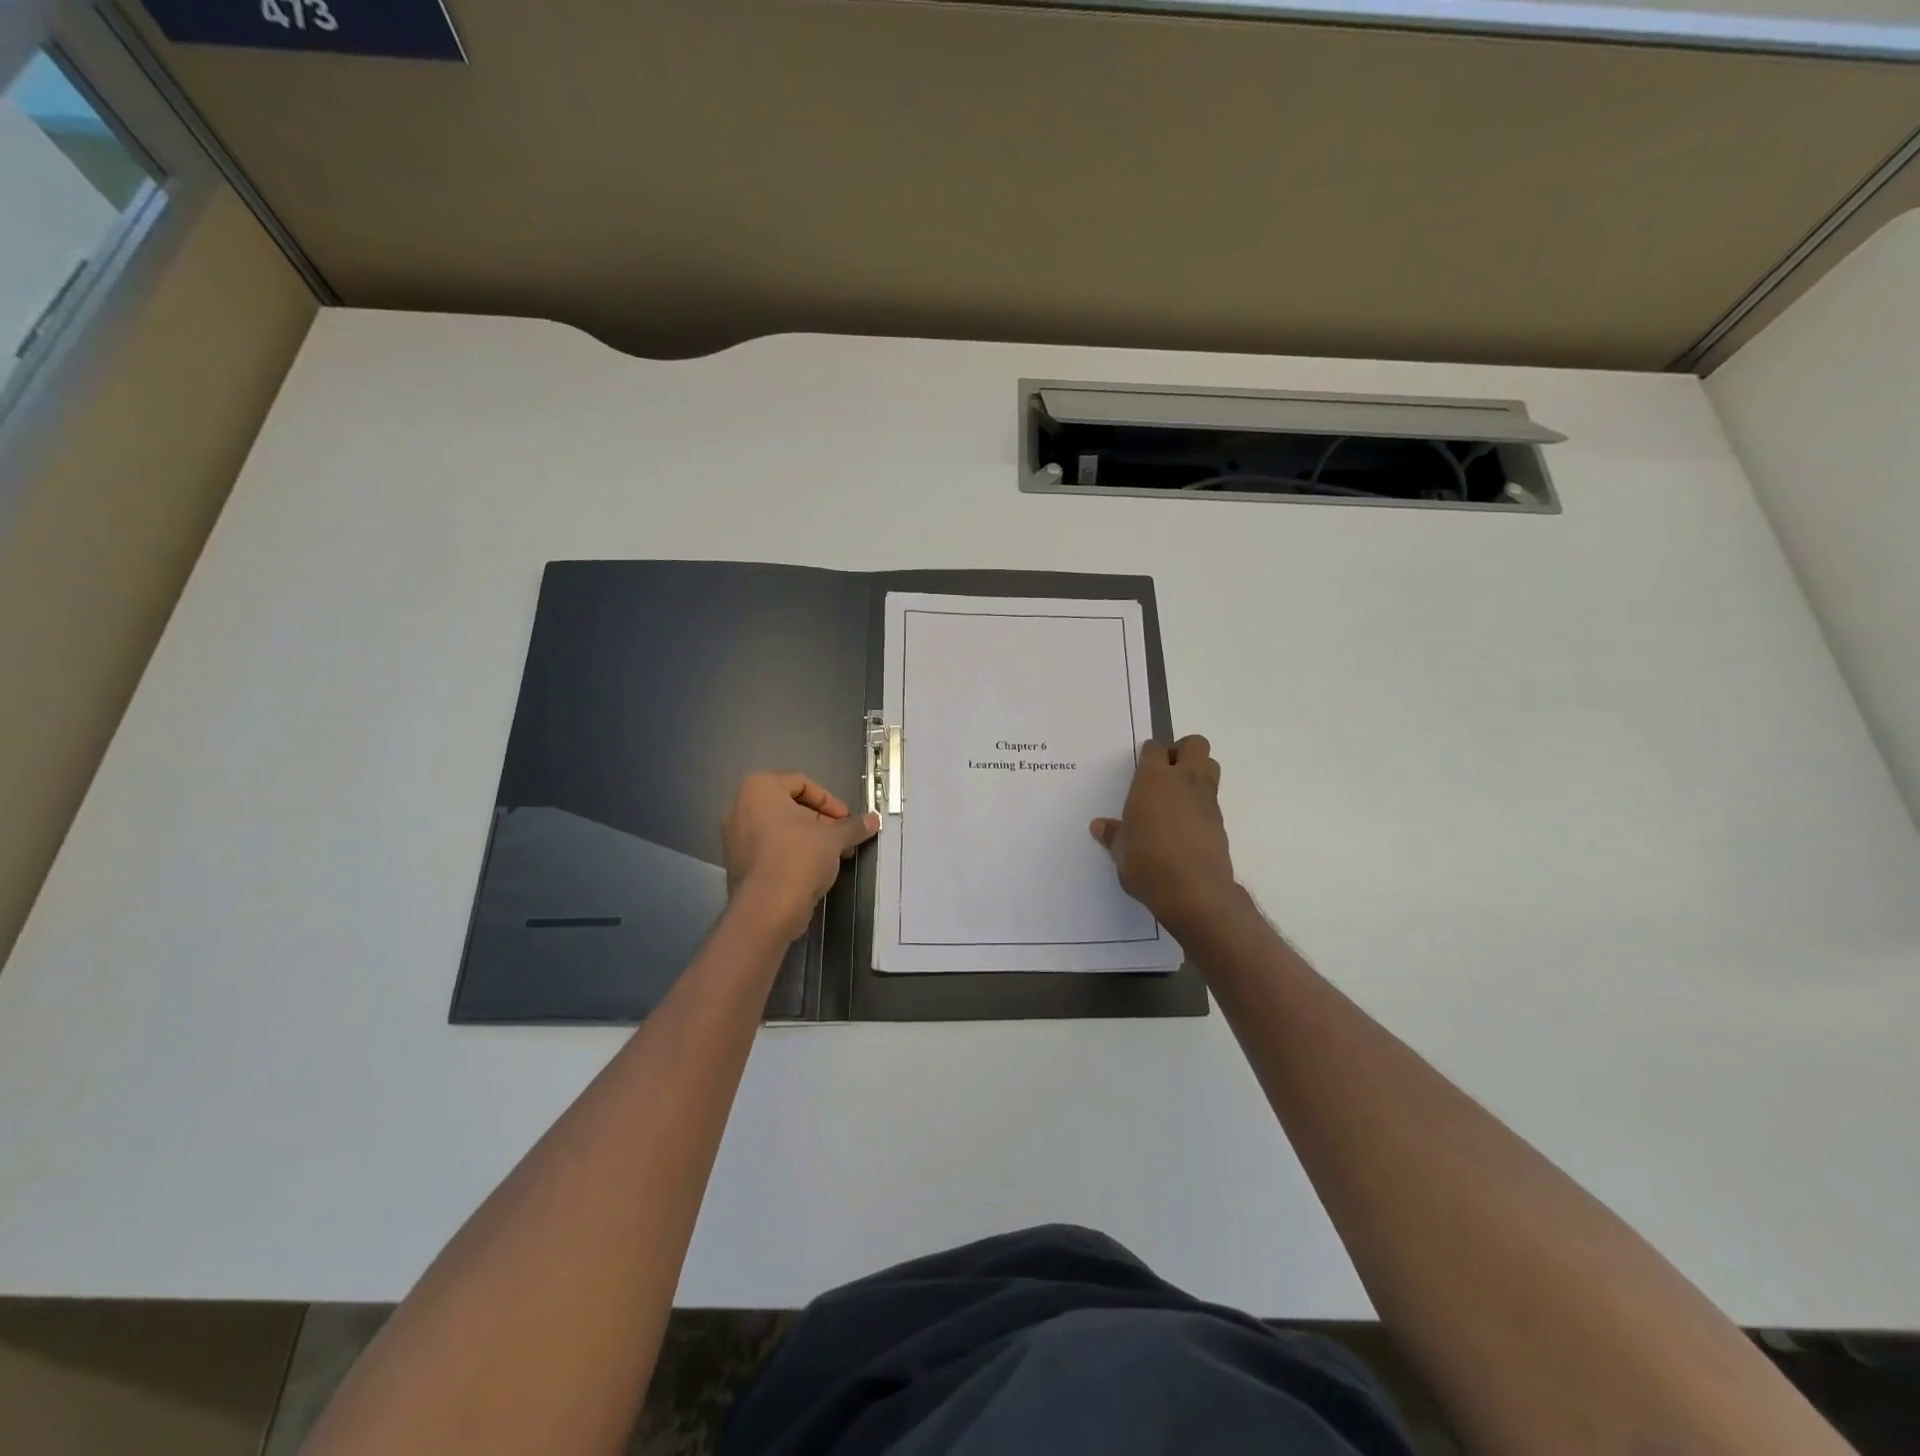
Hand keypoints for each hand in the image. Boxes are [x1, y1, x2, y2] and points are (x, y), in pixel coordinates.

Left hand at [722, 773, 878, 940]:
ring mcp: (734, 837)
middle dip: (821, 821)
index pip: (801, 783)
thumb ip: (853, 826)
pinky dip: (791, 853)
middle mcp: (740, 807)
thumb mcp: (834, 838)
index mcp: (759, 789)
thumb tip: (874, 820)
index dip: (829, 801)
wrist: (767, 908)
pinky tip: (813, 870)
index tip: (846, 819)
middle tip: (843, 838)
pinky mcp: (737, 863)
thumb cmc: (799, 857)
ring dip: (809, 838)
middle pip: (789, 806)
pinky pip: (769, 848)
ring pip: (780, 829)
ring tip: (834, 856)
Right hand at [1091, 736, 1236, 937]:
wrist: (1193, 890)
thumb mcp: (1121, 850)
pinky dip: (1202, 802)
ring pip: (1211, 766)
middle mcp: (1184, 781)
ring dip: (1198, 771)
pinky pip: (1213, 798)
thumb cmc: (1146, 862)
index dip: (1149, 755)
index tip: (1142, 766)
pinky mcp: (1221, 821)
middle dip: (1182, 751)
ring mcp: (1207, 800)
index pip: (1155, 749)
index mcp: (1153, 780)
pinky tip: (1186, 824)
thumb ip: (1113, 834)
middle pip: (1195, 745)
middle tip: (1166, 771)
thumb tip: (1100, 827)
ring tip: (1178, 795)